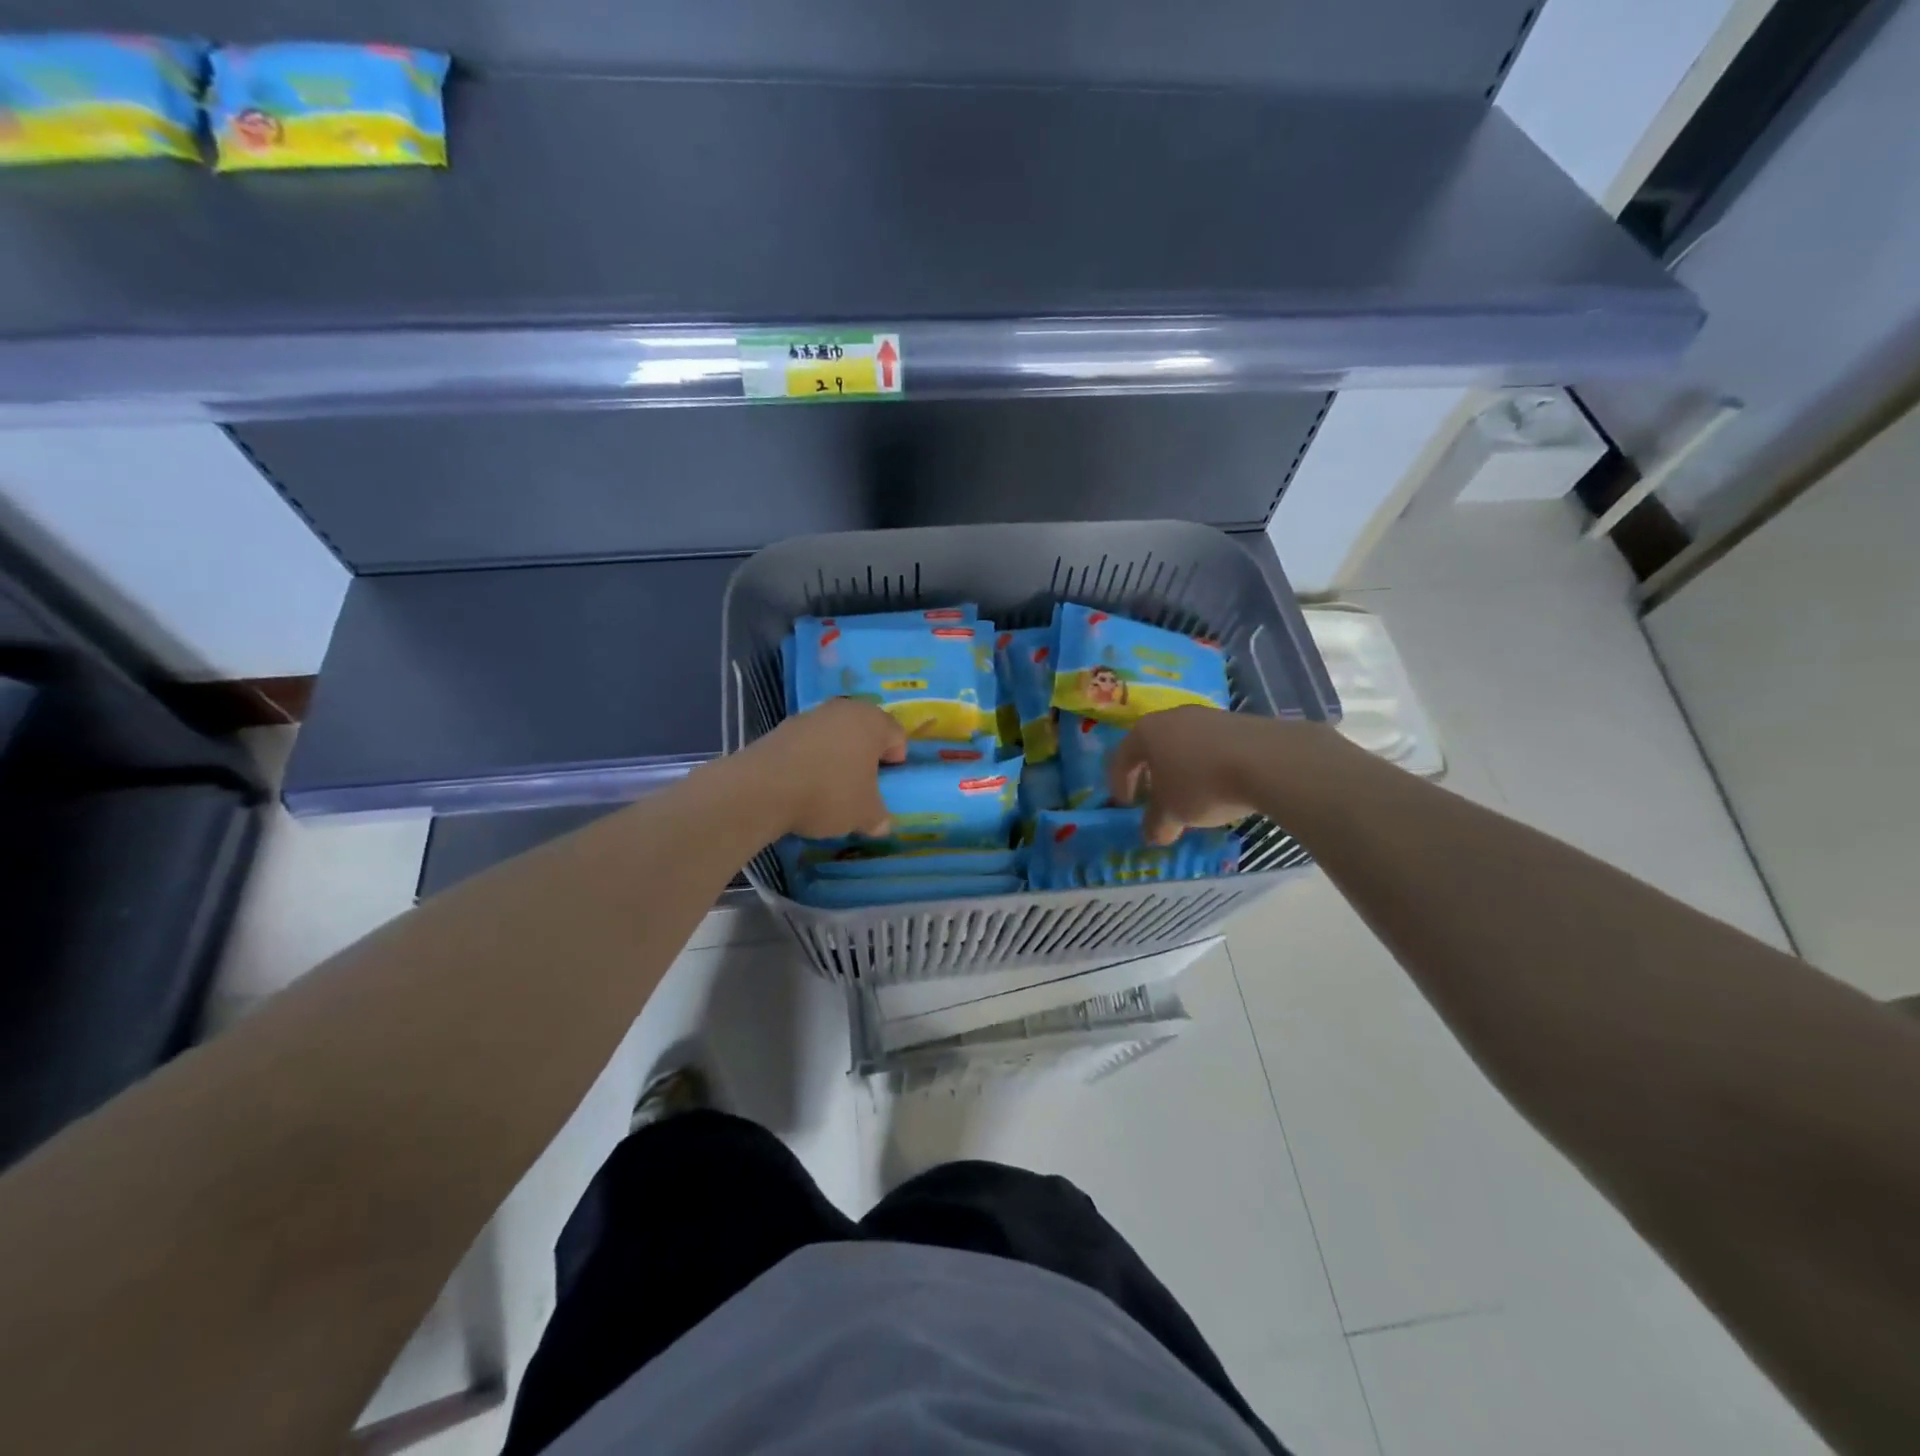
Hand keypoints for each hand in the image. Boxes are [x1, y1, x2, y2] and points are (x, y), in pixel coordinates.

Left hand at [743, 699, 906, 839]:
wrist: (763, 789)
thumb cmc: (829, 794)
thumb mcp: (864, 814)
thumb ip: (879, 817)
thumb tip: (881, 824)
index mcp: (872, 721)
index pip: (897, 735)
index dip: (896, 760)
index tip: (887, 783)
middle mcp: (843, 710)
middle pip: (864, 730)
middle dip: (865, 755)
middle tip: (862, 784)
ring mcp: (810, 716)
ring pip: (835, 735)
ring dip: (837, 756)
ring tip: (830, 787)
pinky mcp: (782, 728)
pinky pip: (809, 743)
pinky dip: (811, 759)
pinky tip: (804, 784)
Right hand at [1107, 706, 1347, 844]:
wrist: (1267, 760)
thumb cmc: (1202, 785)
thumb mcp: (1173, 813)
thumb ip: (1157, 824)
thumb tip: (1153, 835)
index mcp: (1146, 732)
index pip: (1121, 758)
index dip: (1120, 784)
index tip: (1127, 806)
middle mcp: (1172, 716)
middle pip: (1153, 747)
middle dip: (1152, 775)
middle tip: (1156, 799)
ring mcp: (1207, 715)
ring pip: (1184, 744)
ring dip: (1182, 769)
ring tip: (1192, 795)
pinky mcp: (1238, 721)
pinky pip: (1213, 745)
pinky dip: (1209, 764)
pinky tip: (1222, 784)